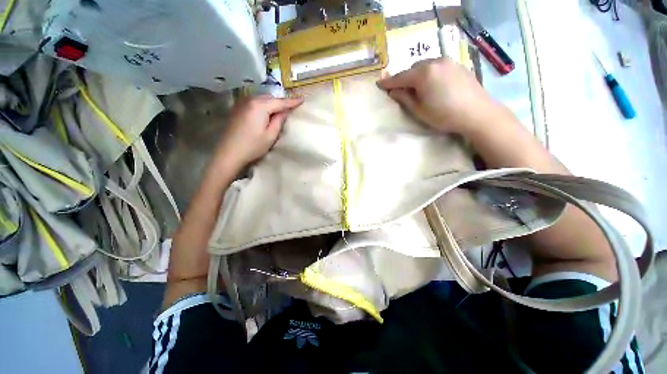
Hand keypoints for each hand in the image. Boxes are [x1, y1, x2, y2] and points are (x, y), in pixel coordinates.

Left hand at [213, 95, 303, 172]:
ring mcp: (241, 104)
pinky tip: (265, 114)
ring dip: (271, 103)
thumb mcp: (271, 135)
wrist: (229, 153)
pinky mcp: (237, 109)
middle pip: (270, 97)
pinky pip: (254, 102)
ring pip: (261, 99)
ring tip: (278, 112)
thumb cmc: (253, 146)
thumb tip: (285, 111)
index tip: (302, 99)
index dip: (292, 101)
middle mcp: (250, 100)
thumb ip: (279, 121)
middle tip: (290, 109)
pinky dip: (262, 105)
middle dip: (280, 102)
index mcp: (260, 106)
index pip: (280, 102)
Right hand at [377, 58, 497, 134]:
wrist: (477, 113)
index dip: (388, 82)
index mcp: (423, 74)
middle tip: (400, 90)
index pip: (400, 77)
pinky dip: (430, 73)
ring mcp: (448, 61)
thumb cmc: (443, 115)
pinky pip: (437, 66)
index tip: (379, 84)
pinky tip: (433, 84)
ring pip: (425, 65)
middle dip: (405, 78)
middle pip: (413, 68)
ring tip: (417, 87)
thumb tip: (393, 91)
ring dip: (417, 75)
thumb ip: (404, 98)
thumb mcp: (419, 110)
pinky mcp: (458, 65)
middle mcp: (435, 62)